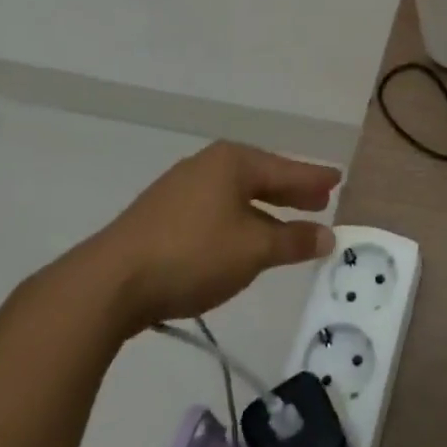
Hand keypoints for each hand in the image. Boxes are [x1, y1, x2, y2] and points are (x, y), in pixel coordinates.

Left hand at [70, 142, 337, 330]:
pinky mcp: (161, 216)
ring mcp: (180, 189)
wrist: (109, 283)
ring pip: (236, 196)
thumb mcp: (253, 250)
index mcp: (232, 162)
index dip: (313, 179)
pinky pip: (215, 210)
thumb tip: (327, 236)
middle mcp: (207, 166)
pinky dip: (238, 221)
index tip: (337, 179)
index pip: (286, 170)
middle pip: (260, 177)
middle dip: (290, 191)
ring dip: (264, 210)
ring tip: (285, 223)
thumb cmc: (192, 254)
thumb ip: (293, 241)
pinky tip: (241, 238)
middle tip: (319, 200)